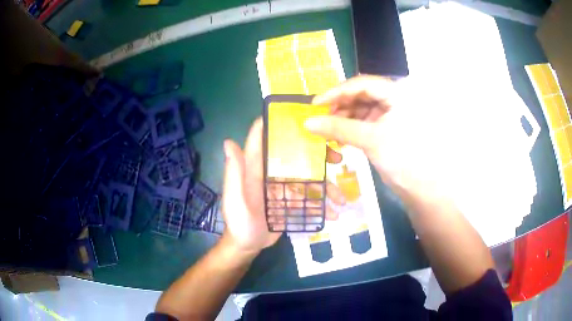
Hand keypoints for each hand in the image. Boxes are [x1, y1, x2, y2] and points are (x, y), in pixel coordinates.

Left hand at [221, 118, 345, 254]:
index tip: (301, 115)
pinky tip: (334, 213)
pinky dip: (322, 204)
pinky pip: (309, 197)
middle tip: (337, 159)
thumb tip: (228, 141)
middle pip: (295, 155)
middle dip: (317, 154)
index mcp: (255, 167)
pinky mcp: (290, 200)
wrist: (247, 245)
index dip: (277, 122)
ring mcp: (282, 186)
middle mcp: (270, 172)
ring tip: (341, 199)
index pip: (263, 137)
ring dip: (326, 186)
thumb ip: (234, 173)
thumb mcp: (234, 199)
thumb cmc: (239, 222)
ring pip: (307, 178)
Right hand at [305, 75, 451, 192]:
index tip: (316, 103)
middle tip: (320, 117)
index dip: (337, 91)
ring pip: (361, 109)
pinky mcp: (386, 128)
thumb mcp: (370, 140)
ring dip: (343, 118)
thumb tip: (307, 122)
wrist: (421, 188)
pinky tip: (338, 137)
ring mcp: (390, 114)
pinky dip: (350, 128)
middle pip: (361, 95)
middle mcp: (393, 99)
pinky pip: (364, 122)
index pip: (362, 84)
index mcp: (397, 94)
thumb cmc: (402, 158)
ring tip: (327, 130)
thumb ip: (338, 128)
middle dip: (340, 105)